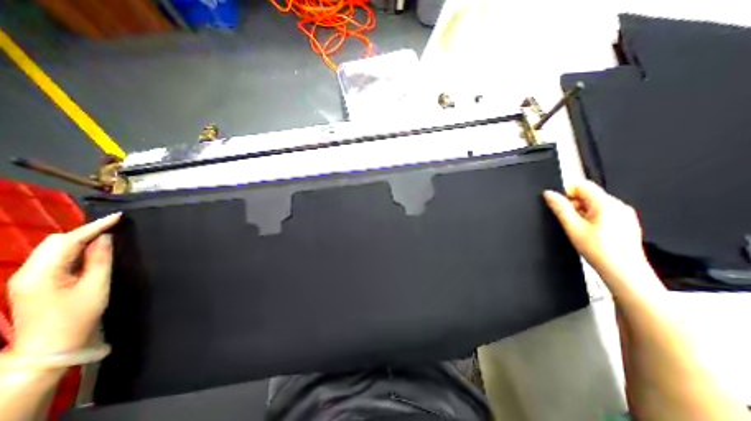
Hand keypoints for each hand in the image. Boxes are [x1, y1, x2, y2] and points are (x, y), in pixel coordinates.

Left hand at [7, 214, 120, 355]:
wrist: (50, 346)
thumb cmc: (78, 316)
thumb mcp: (96, 286)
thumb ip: (100, 259)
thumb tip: (105, 238)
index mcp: (41, 273)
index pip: (68, 240)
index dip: (94, 226)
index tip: (117, 216)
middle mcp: (27, 272)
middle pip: (55, 242)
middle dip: (84, 233)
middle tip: (113, 231)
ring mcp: (26, 278)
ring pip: (53, 248)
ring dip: (79, 242)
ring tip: (104, 242)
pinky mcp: (32, 282)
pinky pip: (53, 258)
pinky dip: (73, 251)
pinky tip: (90, 255)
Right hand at [543, 181, 657, 296]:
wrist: (624, 273)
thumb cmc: (599, 251)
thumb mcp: (572, 227)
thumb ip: (560, 208)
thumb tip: (548, 194)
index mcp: (607, 204)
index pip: (582, 185)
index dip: (567, 193)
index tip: (563, 208)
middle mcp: (619, 205)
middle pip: (588, 195)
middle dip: (575, 205)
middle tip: (572, 223)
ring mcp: (624, 214)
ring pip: (594, 204)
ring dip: (583, 213)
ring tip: (582, 231)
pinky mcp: (625, 222)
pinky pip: (603, 213)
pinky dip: (592, 219)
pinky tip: (592, 234)